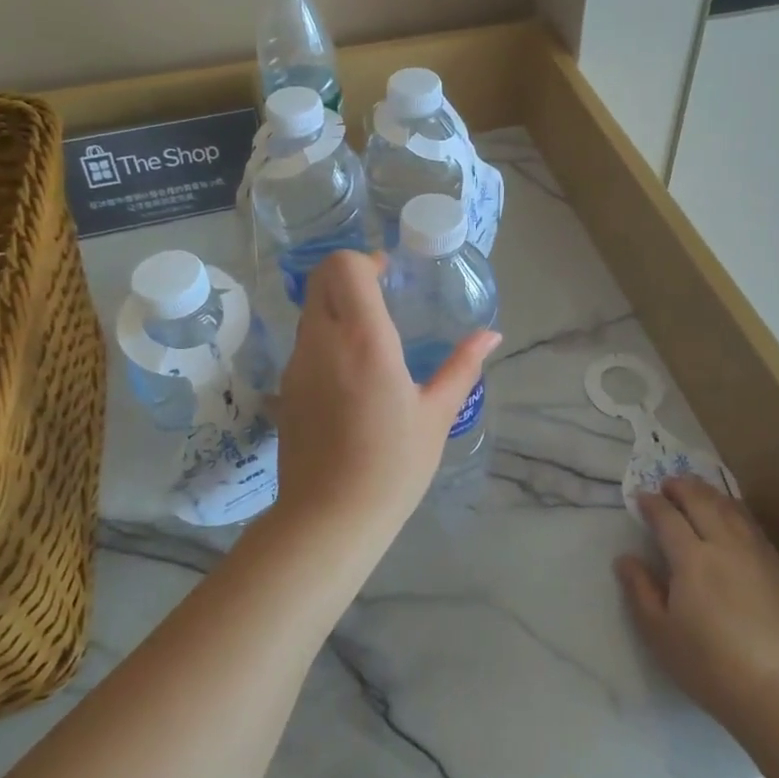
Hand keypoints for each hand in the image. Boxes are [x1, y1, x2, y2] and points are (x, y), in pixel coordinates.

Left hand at [272, 251, 500, 528]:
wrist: (329, 517)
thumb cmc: (393, 465)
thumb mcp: (437, 414)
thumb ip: (463, 366)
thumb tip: (491, 335)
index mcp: (364, 339)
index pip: (344, 267)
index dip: (365, 260)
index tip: (389, 274)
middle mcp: (323, 341)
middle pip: (321, 279)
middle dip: (350, 276)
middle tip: (382, 296)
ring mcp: (298, 364)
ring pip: (310, 309)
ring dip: (337, 307)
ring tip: (370, 336)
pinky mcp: (286, 388)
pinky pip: (305, 342)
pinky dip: (325, 337)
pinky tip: (351, 373)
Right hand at [615, 477, 778, 730]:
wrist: (777, 691)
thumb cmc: (708, 665)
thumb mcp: (660, 633)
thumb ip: (640, 591)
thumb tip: (624, 558)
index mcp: (691, 558)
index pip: (668, 517)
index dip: (652, 503)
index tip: (640, 496)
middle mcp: (724, 545)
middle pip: (701, 501)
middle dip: (681, 487)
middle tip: (667, 483)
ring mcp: (755, 554)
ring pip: (730, 508)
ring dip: (709, 493)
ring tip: (697, 490)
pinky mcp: (776, 568)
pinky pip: (752, 524)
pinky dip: (735, 509)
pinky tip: (732, 514)